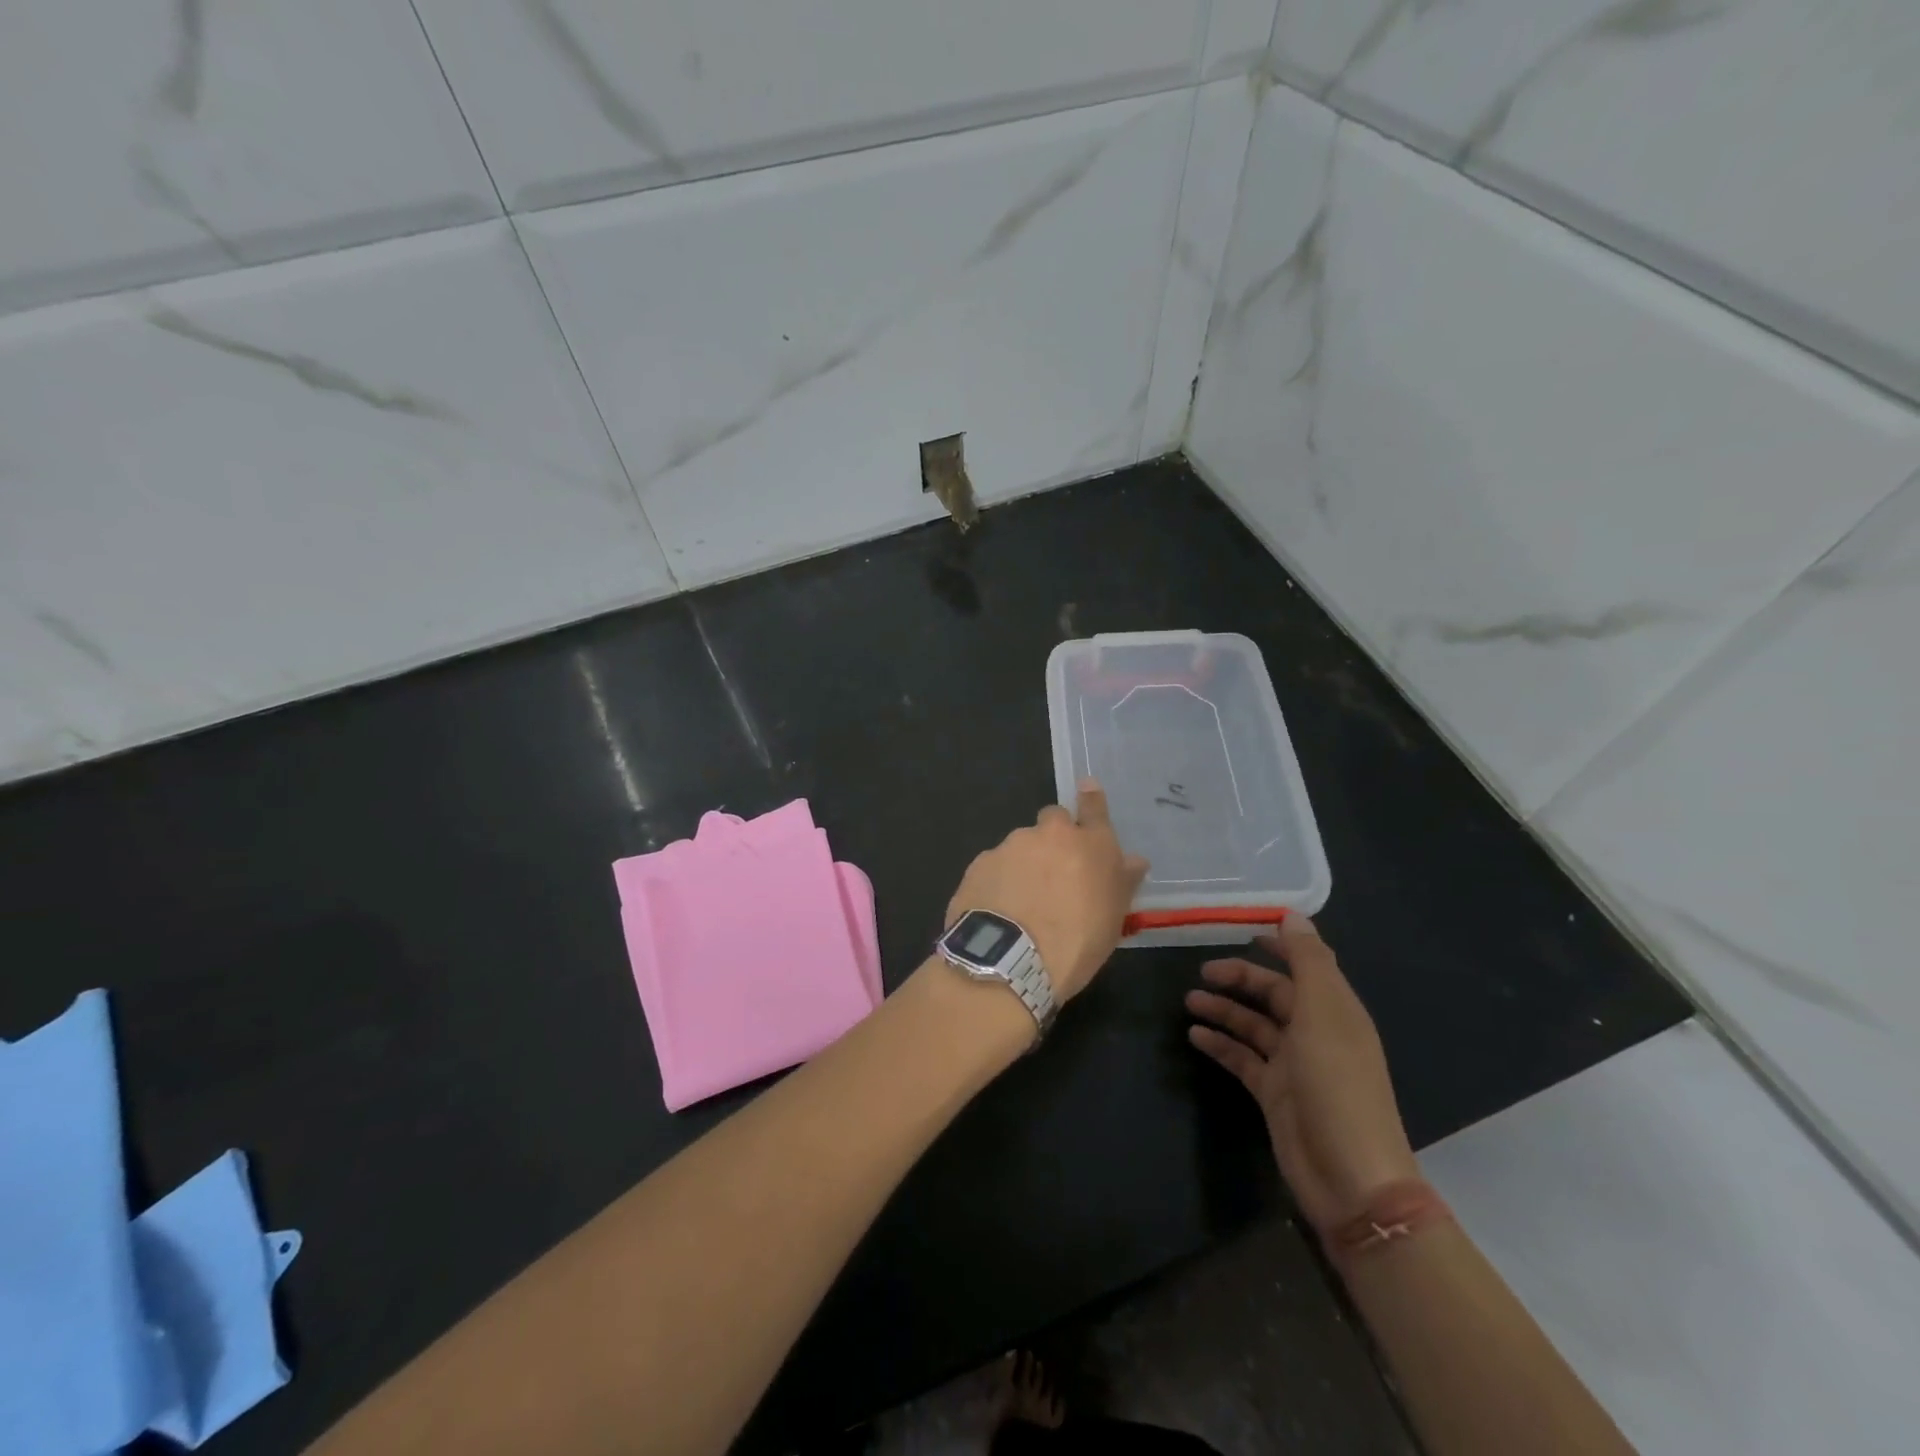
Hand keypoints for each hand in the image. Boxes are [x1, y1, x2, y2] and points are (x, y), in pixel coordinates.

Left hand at [946, 780, 1147, 1002]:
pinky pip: (995, 865)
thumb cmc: (1077, 943)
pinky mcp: (980, 863)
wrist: (1011, 960)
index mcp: (1090, 845)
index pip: (1094, 808)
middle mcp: (1050, 835)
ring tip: (1022, 901)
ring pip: (1021, 844)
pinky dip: (999, 880)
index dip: (1091, 798)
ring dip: (1025, 862)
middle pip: (1053, 820)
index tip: (1086, 787)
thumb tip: (1133, 860)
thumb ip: (1122, 882)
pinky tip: (999, 908)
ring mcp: (1011, 846)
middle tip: (1055, 871)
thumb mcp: (1113, 919)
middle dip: (1055, 837)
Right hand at [1186, 916, 1417, 1234]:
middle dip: (1240, 979)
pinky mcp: (1273, 1094)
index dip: (1279, 946)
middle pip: (1274, 994)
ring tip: (1189, 1001)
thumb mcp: (1323, 1014)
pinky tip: (1195, 1036)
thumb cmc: (1337, 1085)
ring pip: (1253, 1025)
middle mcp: (1315, 1032)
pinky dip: (1220, 1045)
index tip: (1244, 929)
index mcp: (1335, 1010)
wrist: (1349, 1178)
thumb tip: (1293, 915)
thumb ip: (1308, 962)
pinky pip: (1242, 1058)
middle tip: (1202, 971)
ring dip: (1223, 1010)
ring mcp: (1293, 1065)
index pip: (1306, 965)